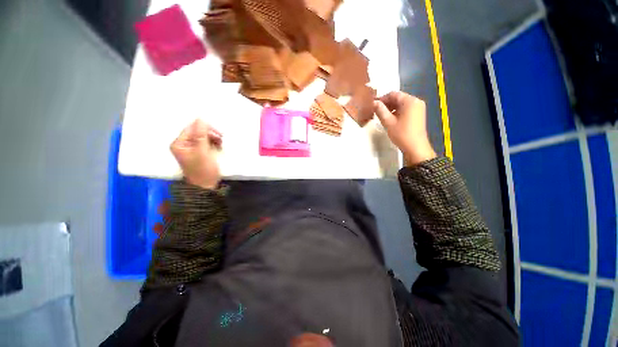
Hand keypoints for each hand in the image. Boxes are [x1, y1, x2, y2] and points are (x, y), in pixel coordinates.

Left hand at [170, 120, 222, 188]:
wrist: (206, 186)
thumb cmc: (203, 170)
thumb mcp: (202, 152)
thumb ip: (201, 135)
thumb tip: (201, 118)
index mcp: (179, 143)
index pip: (191, 128)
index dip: (205, 128)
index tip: (219, 133)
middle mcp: (183, 144)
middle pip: (197, 132)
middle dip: (210, 134)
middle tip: (222, 139)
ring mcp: (191, 149)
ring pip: (203, 137)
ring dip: (213, 138)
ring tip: (221, 144)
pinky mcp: (198, 152)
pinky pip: (206, 143)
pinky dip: (213, 143)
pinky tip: (219, 147)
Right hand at [374, 91, 436, 165]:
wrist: (416, 147)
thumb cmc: (402, 134)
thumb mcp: (388, 122)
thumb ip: (380, 110)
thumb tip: (374, 102)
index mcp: (410, 101)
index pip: (393, 94)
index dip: (382, 98)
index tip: (373, 105)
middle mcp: (416, 101)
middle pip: (398, 98)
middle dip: (386, 103)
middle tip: (376, 111)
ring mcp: (419, 108)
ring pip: (402, 104)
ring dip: (391, 108)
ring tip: (381, 116)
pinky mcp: (418, 114)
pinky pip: (406, 109)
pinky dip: (397, 112)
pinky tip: (390, 119)